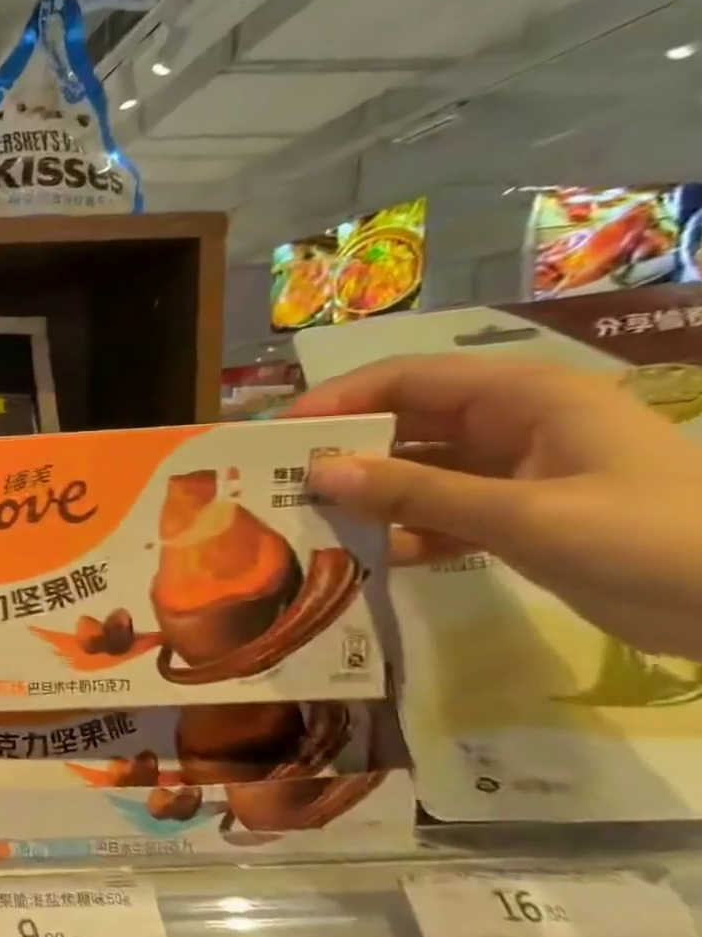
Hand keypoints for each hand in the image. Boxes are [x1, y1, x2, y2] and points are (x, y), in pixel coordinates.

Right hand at [292, 353, 701, 657]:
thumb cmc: (660, 539)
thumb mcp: (527, 516)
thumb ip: (416, 493)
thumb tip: (318, 473)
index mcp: (525, 398)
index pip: (408, 379)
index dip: (337, 400)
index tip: (276, 435)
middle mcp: (513, 425)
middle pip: (404, 423)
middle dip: (343, 451)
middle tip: (278, 483)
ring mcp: (516, 473)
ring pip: (416, 471)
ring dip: (368, 496)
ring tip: (310, 522)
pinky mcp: (519, 517)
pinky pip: (439, 513)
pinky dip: (403, 532)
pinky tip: (372, 556)